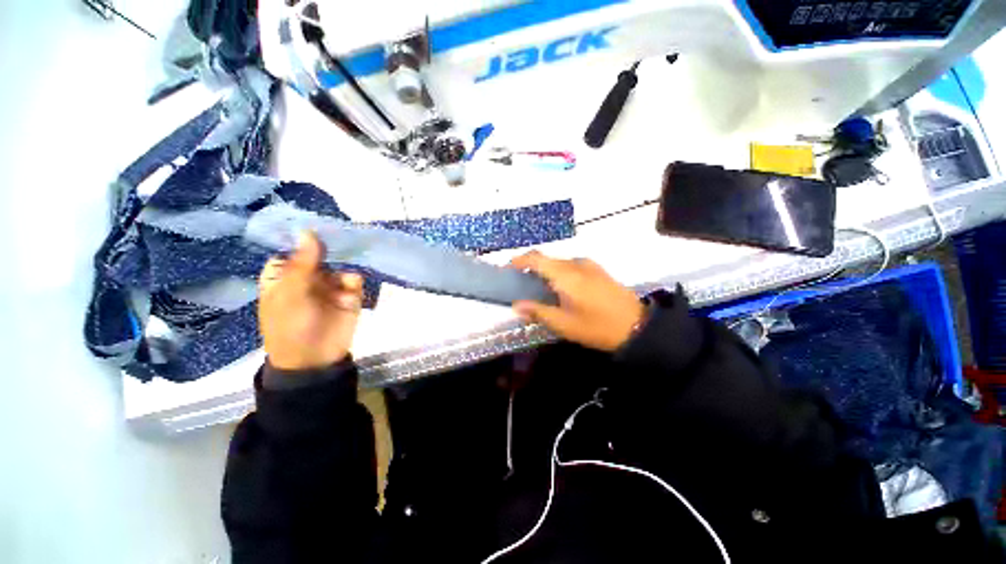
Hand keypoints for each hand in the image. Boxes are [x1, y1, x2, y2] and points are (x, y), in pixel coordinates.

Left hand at [258, 231, 363, 370]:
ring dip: (348, 254)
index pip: (295, 247)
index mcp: (284, 273)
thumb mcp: (290, 294)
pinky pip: (356, 276)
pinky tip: (362, 264)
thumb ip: (302, 263)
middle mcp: (308, 274)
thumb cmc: (291, 326)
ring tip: (357, 242)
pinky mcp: (351, 292)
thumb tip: (309, 231)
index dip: (306, 236)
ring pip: (341, 262)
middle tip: (344, 229)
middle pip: (321, 252)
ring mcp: (331, 283)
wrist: (316, 359)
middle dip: (332, 243)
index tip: (320, 222)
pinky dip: (358, 270)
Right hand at [509, 251, 644, 351]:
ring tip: (540, 290)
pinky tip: (562, 290)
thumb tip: (516, 305)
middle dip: (531, 268)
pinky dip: (560, 273)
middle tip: (521, 285)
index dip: (518, 260)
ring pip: (559, 263)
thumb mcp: (564, 324)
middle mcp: (576, 264)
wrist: (637, 326)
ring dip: (546, 271)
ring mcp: (589, 265)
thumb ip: (537, 311)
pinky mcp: (598, 270)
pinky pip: (571, 266)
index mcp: (565, 274)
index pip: (536, 258)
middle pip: (547, 260)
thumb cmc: (597, 327)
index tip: (507, 269)